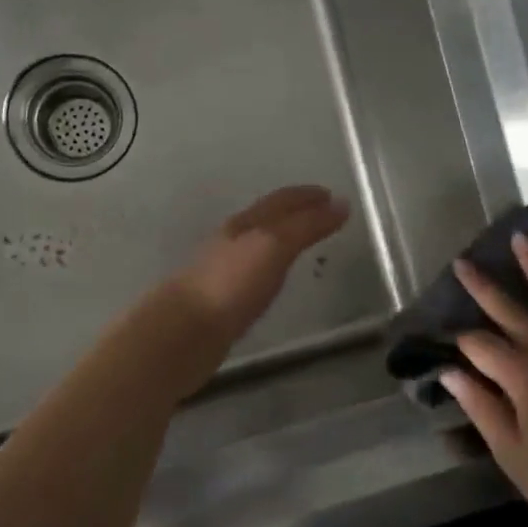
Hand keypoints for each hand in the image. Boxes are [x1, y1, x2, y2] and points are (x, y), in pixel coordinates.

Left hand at [172, 186, 349, 343]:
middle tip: (325, 216)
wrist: (185, 330)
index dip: (308, 195)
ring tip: (307, 243)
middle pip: (269, 218)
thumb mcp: (275, 246)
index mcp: (246, 222)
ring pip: (261, 243)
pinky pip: (255, 270)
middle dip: (297, 213)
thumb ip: (307, 226)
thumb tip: (341, 204)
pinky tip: (276, 277)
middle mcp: (234, 239)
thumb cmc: (233, 283)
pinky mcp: (223, 297)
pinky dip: (272, 264)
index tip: (333, 196)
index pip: (282, 200)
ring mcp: (226, 268)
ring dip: (284, 238)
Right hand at [441, 234, 527, 526]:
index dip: (460, 344)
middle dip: (484, 287)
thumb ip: (480, 406)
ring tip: (523, 239)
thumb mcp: (509, 450)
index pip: (480, 347)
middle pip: (511, 312)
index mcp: (521, 375)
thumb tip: (449, 373)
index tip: (446, 346)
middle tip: (463, 262)